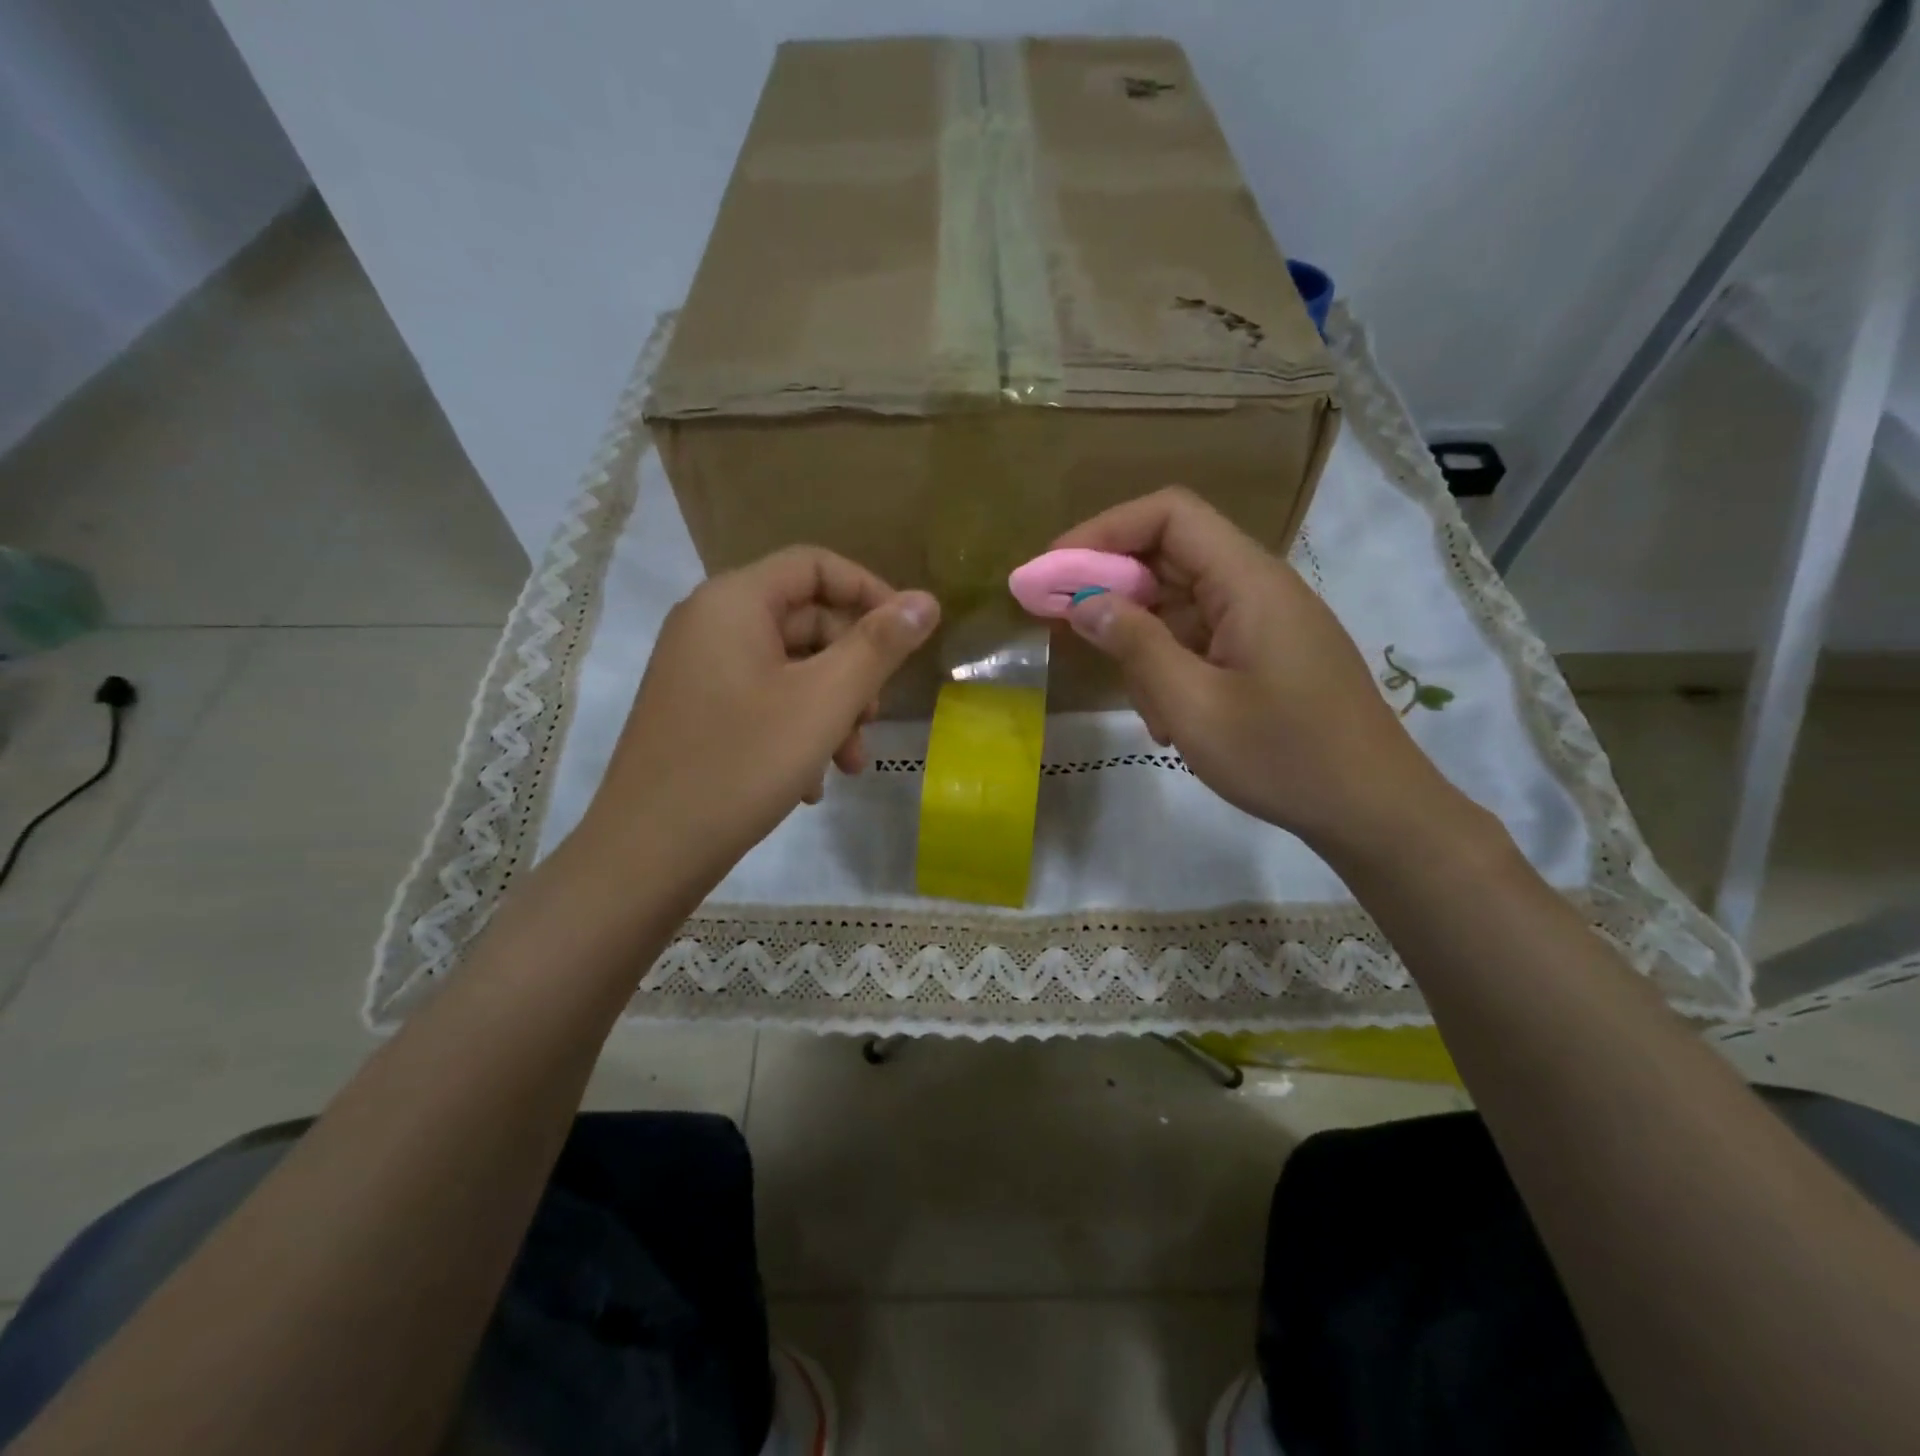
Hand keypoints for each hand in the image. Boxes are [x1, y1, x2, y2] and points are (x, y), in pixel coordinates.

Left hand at [578, 546, 938, 891]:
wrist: (647, 852)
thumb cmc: (743, 764)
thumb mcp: (826, 701)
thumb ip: (879, 646)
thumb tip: (925, 601)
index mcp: (734, 602)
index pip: (815, 565)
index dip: (870, 592)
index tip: (908, 638)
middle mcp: (709, 623)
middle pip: (805, 621)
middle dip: (852, 670)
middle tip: (873, 720)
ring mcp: (697, 670)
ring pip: (788, 670)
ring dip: (830, 710)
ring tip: (848, 765)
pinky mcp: (695, 711)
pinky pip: (761, 700)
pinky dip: (796, 730)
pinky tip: (809, 784)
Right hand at [1054, 488, 1456, 854]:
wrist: (1372, 809)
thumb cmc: (1283, 757)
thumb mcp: (1193, 705)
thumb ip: (1136, 645)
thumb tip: (1085, 601)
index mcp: (1247, 582)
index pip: (1170, 515)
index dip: (1105, 530)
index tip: (1055, 569)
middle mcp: (1257, 587)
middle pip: (1171, 555)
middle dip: (1113, 588)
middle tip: (1063, 624)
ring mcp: (1264, 621)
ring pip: (1181, 604)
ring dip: (1145, 643)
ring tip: (1147, 707)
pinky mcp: (1265, 652)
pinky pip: (1202, 638)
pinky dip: (1172, 667)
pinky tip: (1170, 720)